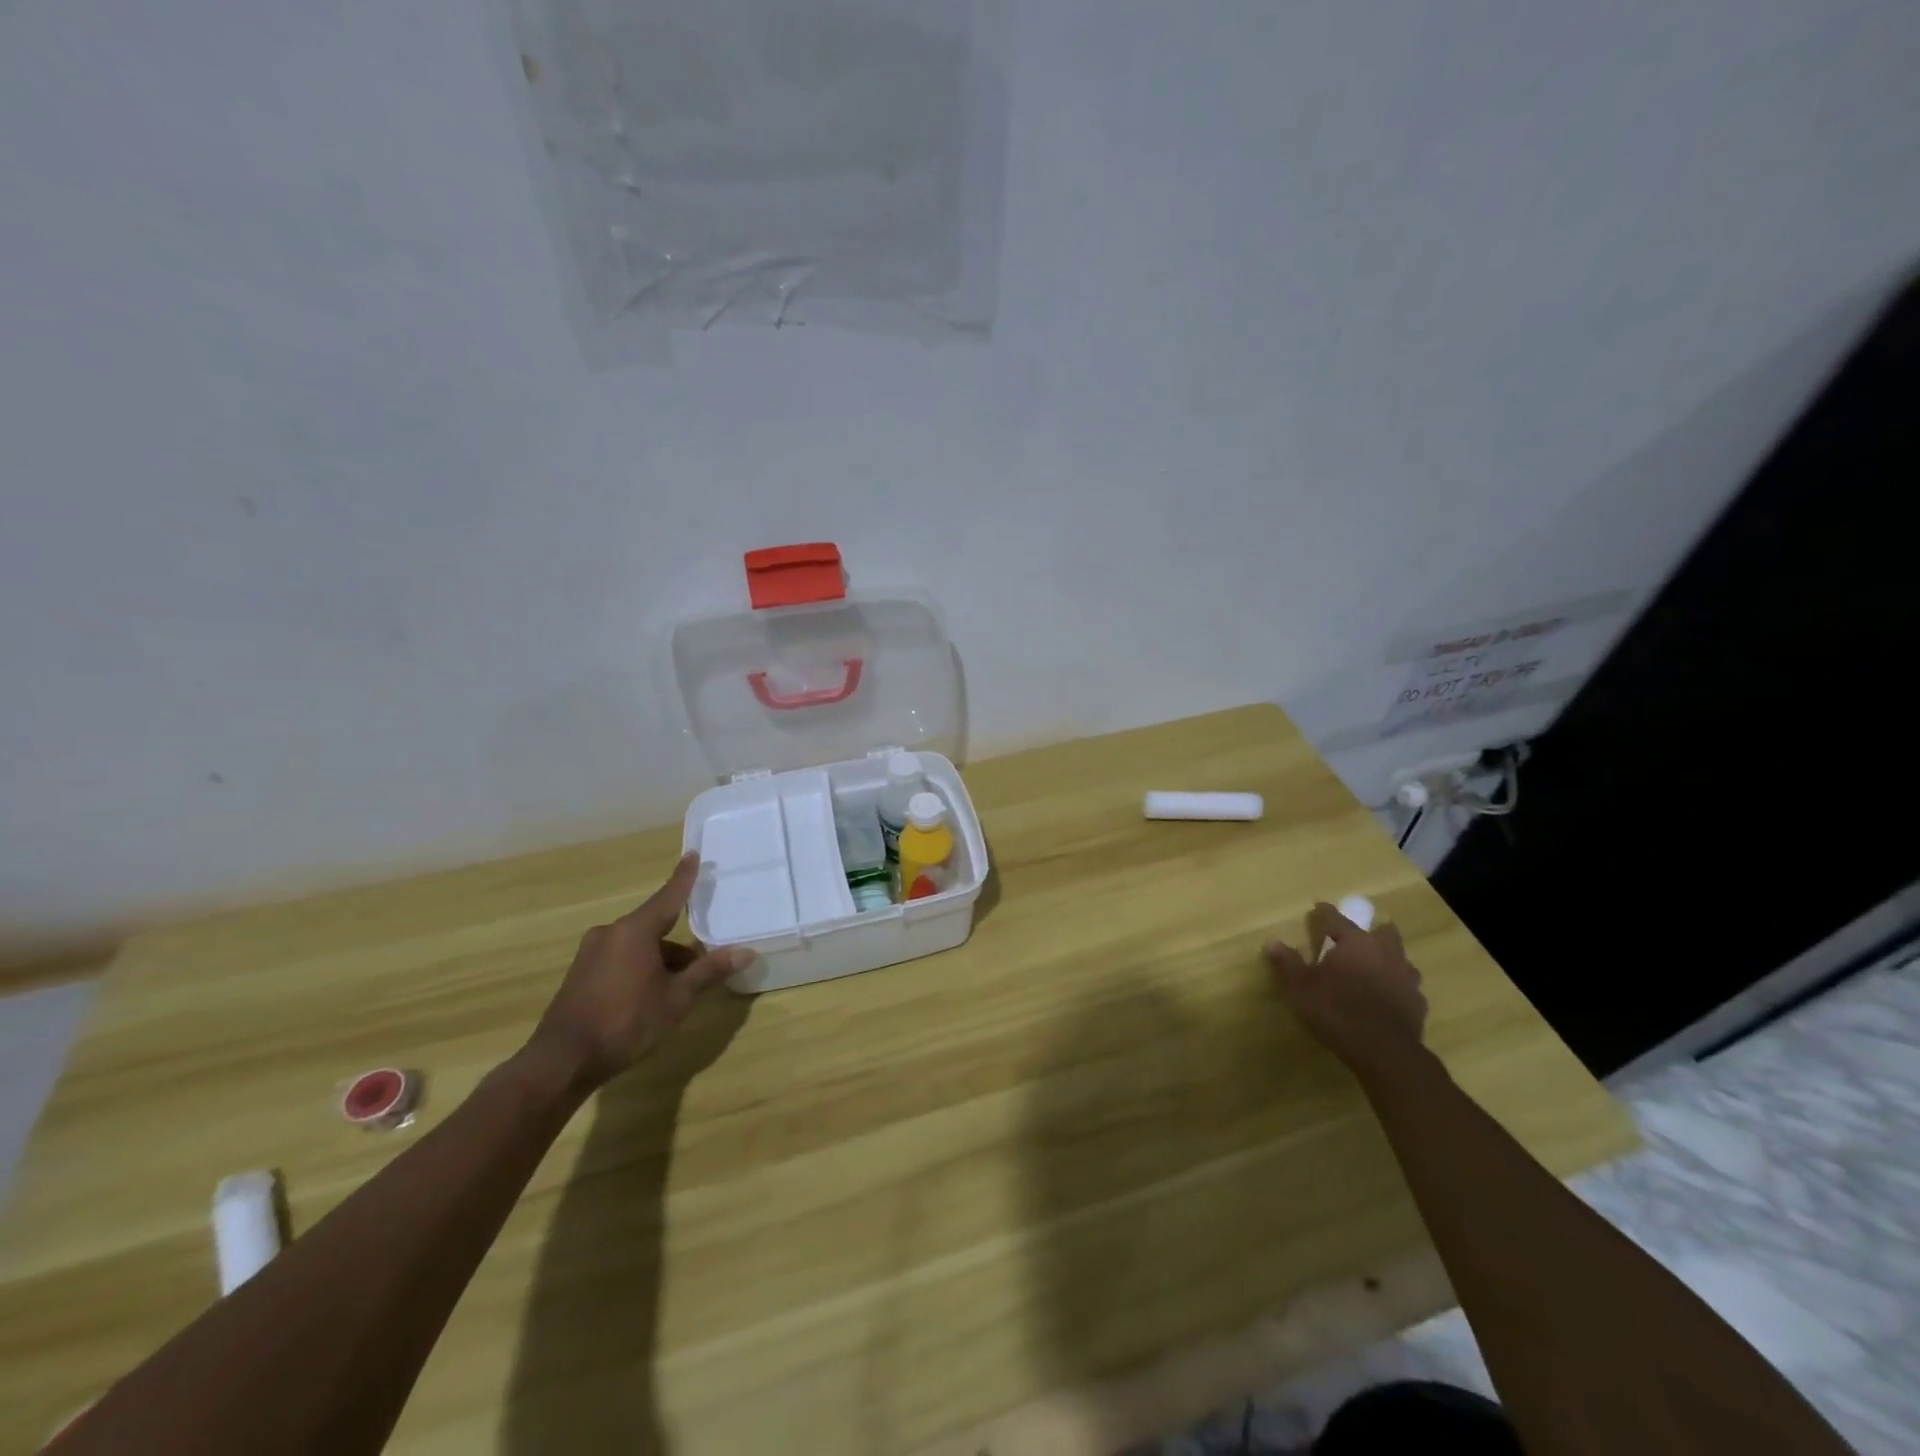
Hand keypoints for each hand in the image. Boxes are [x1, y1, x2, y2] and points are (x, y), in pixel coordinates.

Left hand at [524, 852, 751, 1093]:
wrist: (561, 1061)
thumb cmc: (626, 1022)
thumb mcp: (676, 998)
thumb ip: (709, 971)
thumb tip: (746, 952)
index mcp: (634, 930)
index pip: (668, 896)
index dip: (684, 877)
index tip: (692, 854)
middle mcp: (610, 933)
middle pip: (654, 926)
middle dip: (679, 944)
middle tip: (702, 962)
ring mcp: (591, 954)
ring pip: (637, 946)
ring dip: (660, 959)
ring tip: (679, 988)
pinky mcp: (580, 975)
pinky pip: (620, 959)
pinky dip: (640, 968)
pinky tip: (649, 996)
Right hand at [1264, 902, 1427, 1072]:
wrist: (1384, 1052)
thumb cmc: (1336, 1011)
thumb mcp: (1300, 987)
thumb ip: (1287, 963)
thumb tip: (1271, 942)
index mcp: (1356, 943)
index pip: (1337, 919)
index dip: (1325, 913)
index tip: (1318, 908)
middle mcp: (1385, 953)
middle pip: (1383, 932)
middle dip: (1371, 931)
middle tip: (1355, 940)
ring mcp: (1406, 978)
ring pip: (1400, 959)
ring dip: (1387, 960)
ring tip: (1372, 970)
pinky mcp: (1418, 1004)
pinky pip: (1407, 987)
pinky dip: (1396, 987)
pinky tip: (1386, 998)